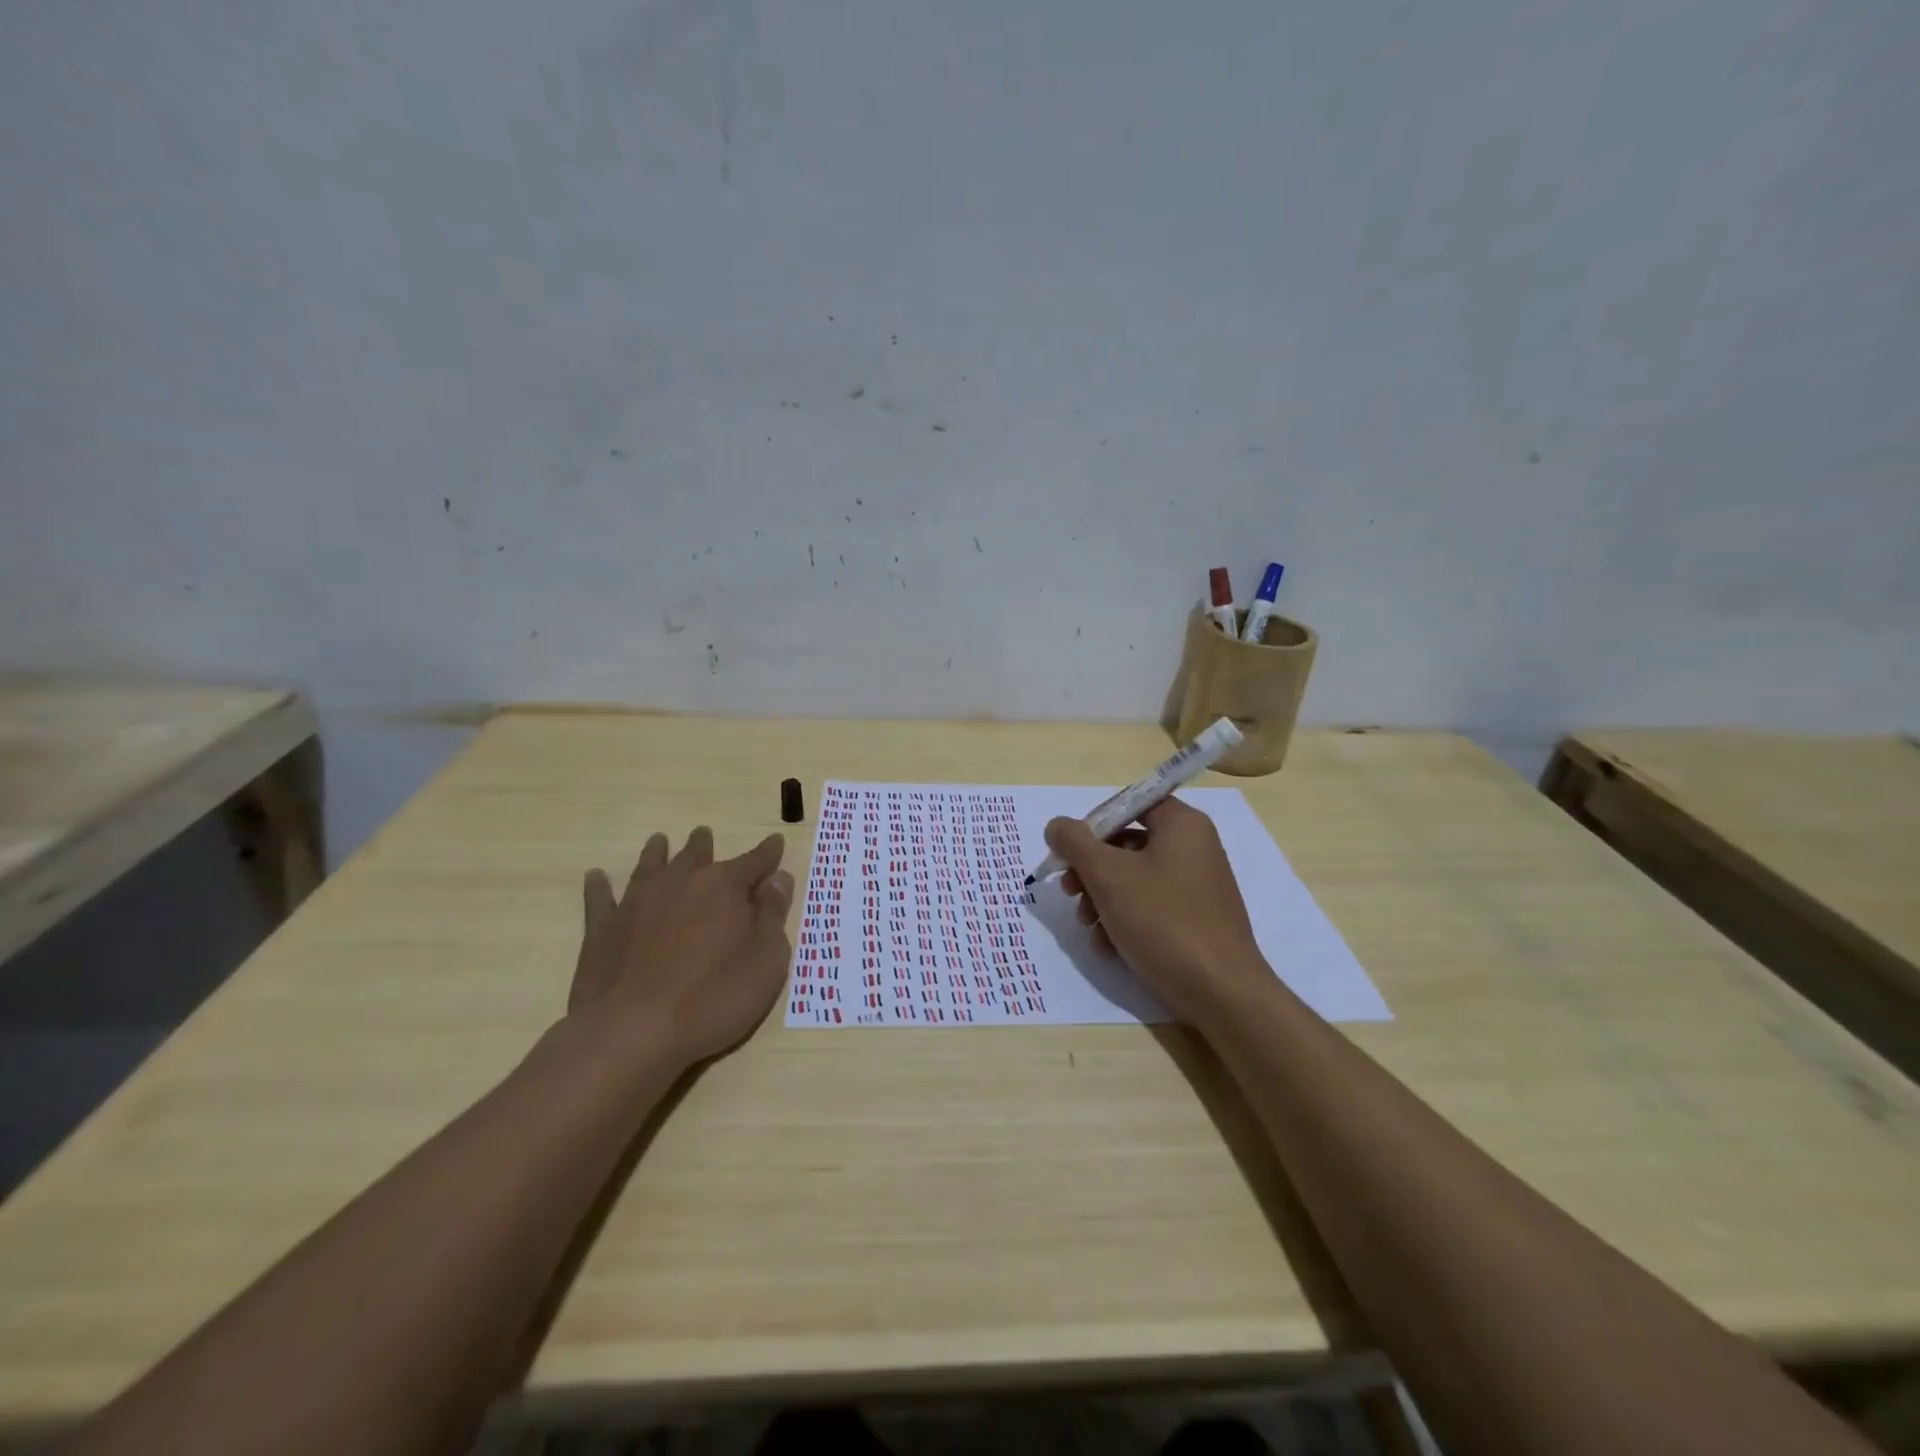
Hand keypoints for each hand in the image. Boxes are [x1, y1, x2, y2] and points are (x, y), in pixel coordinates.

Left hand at [570, 827, 793, 1067]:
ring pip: (650, 866)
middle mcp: (680, 883)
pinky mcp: (603, 930)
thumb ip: (773, 915)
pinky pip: (600, 899)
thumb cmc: (714, 998)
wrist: (633, 1032)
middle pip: (696, 855)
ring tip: (659, 841)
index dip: (768, 853)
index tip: (775, 842)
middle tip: (704, 835)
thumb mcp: (766, 960)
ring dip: (657, 852)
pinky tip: (596, 876)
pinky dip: (599, 886)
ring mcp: (637, 903)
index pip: (754, 861)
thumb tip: (778, 879)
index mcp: (723, 886)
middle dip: (704, 845)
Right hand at [1045, 796, 1270, 1022]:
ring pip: (1134, 878)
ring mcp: (1197, 885)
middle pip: (1127, 843)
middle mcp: (1194, 847)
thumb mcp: (1108, 876)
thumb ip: (1075, 843)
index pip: (1130, 804)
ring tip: (1087, 925)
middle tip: (1069, 891)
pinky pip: (1151, 906)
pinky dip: (1124, 919)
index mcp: (1182, 824)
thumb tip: (1057, 825)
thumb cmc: (1163, 921)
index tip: (1070, 851)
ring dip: (1101, 898)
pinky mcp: (1195, 918)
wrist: (1220, 992)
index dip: (1094, 823)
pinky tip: (1107, 945)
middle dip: (1091, 869)